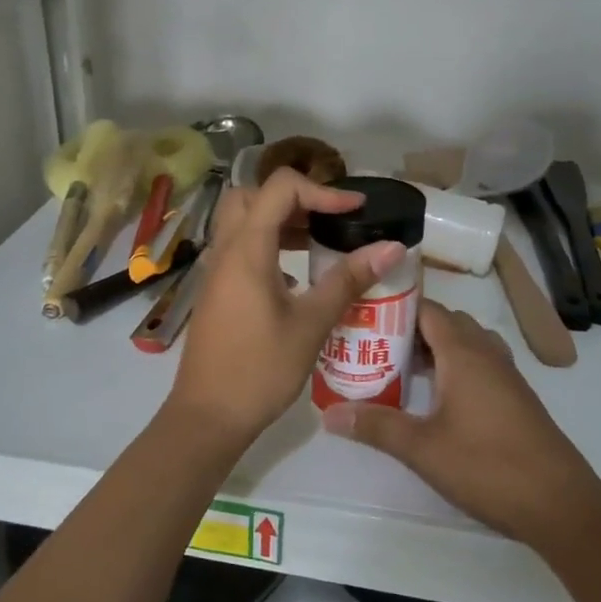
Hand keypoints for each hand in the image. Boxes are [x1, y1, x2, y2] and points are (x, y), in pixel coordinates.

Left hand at [168, 168, 404, 446]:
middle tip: (329, 219)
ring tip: (320, 242)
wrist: (209, 414)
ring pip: (242, 221)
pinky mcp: (216, 290)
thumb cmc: (260, 369)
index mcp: (246, 249)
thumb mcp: (311, 324)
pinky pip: (239, 247)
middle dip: (294, 197)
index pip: (279, 187)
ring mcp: (216, 270)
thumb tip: (392, 247)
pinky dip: (267, 244)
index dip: (322, 190)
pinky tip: (295, 275)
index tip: (355, 210)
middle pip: (252, 195)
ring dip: (279, 220)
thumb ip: (348, 280)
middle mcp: (225, 250)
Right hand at [321, 300, 600, 541]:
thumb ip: (375, 426)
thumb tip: (328, 414)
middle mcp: (487, 355)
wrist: (562, 507)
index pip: (427, 309)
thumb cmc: (488, 467)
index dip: (394, 306)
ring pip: (466, 344)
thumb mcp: (422, 448)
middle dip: (410, 327)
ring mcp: (507, 377)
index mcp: (464, 354)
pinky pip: (479, 365)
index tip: (361, 315)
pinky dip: (454, 367)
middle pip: (446, 323)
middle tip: (372, 344)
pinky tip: (435, 397)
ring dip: (434, 348)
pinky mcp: (516, 400)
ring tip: (398, 367)